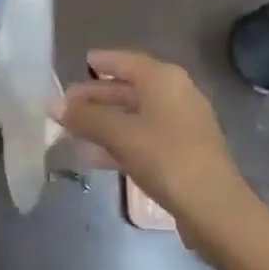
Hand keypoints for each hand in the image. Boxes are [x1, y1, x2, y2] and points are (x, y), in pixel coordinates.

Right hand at [52, 50, 251, 242]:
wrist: (215, 208)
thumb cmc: (166, 157)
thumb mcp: (120, 134)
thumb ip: (86, 118)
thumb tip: (52, 104)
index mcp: (163, 78)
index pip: (125, 61)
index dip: (102, 61)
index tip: (81, 62)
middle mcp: (175, 93)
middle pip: (129, 88)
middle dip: (97, 97)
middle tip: (66, 105)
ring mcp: (181, 124)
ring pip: (135, 115)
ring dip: (105, 122)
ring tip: (72, 131)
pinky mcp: (183, 152)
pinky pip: (144, 136)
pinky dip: (120, 141)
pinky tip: (95, 156)